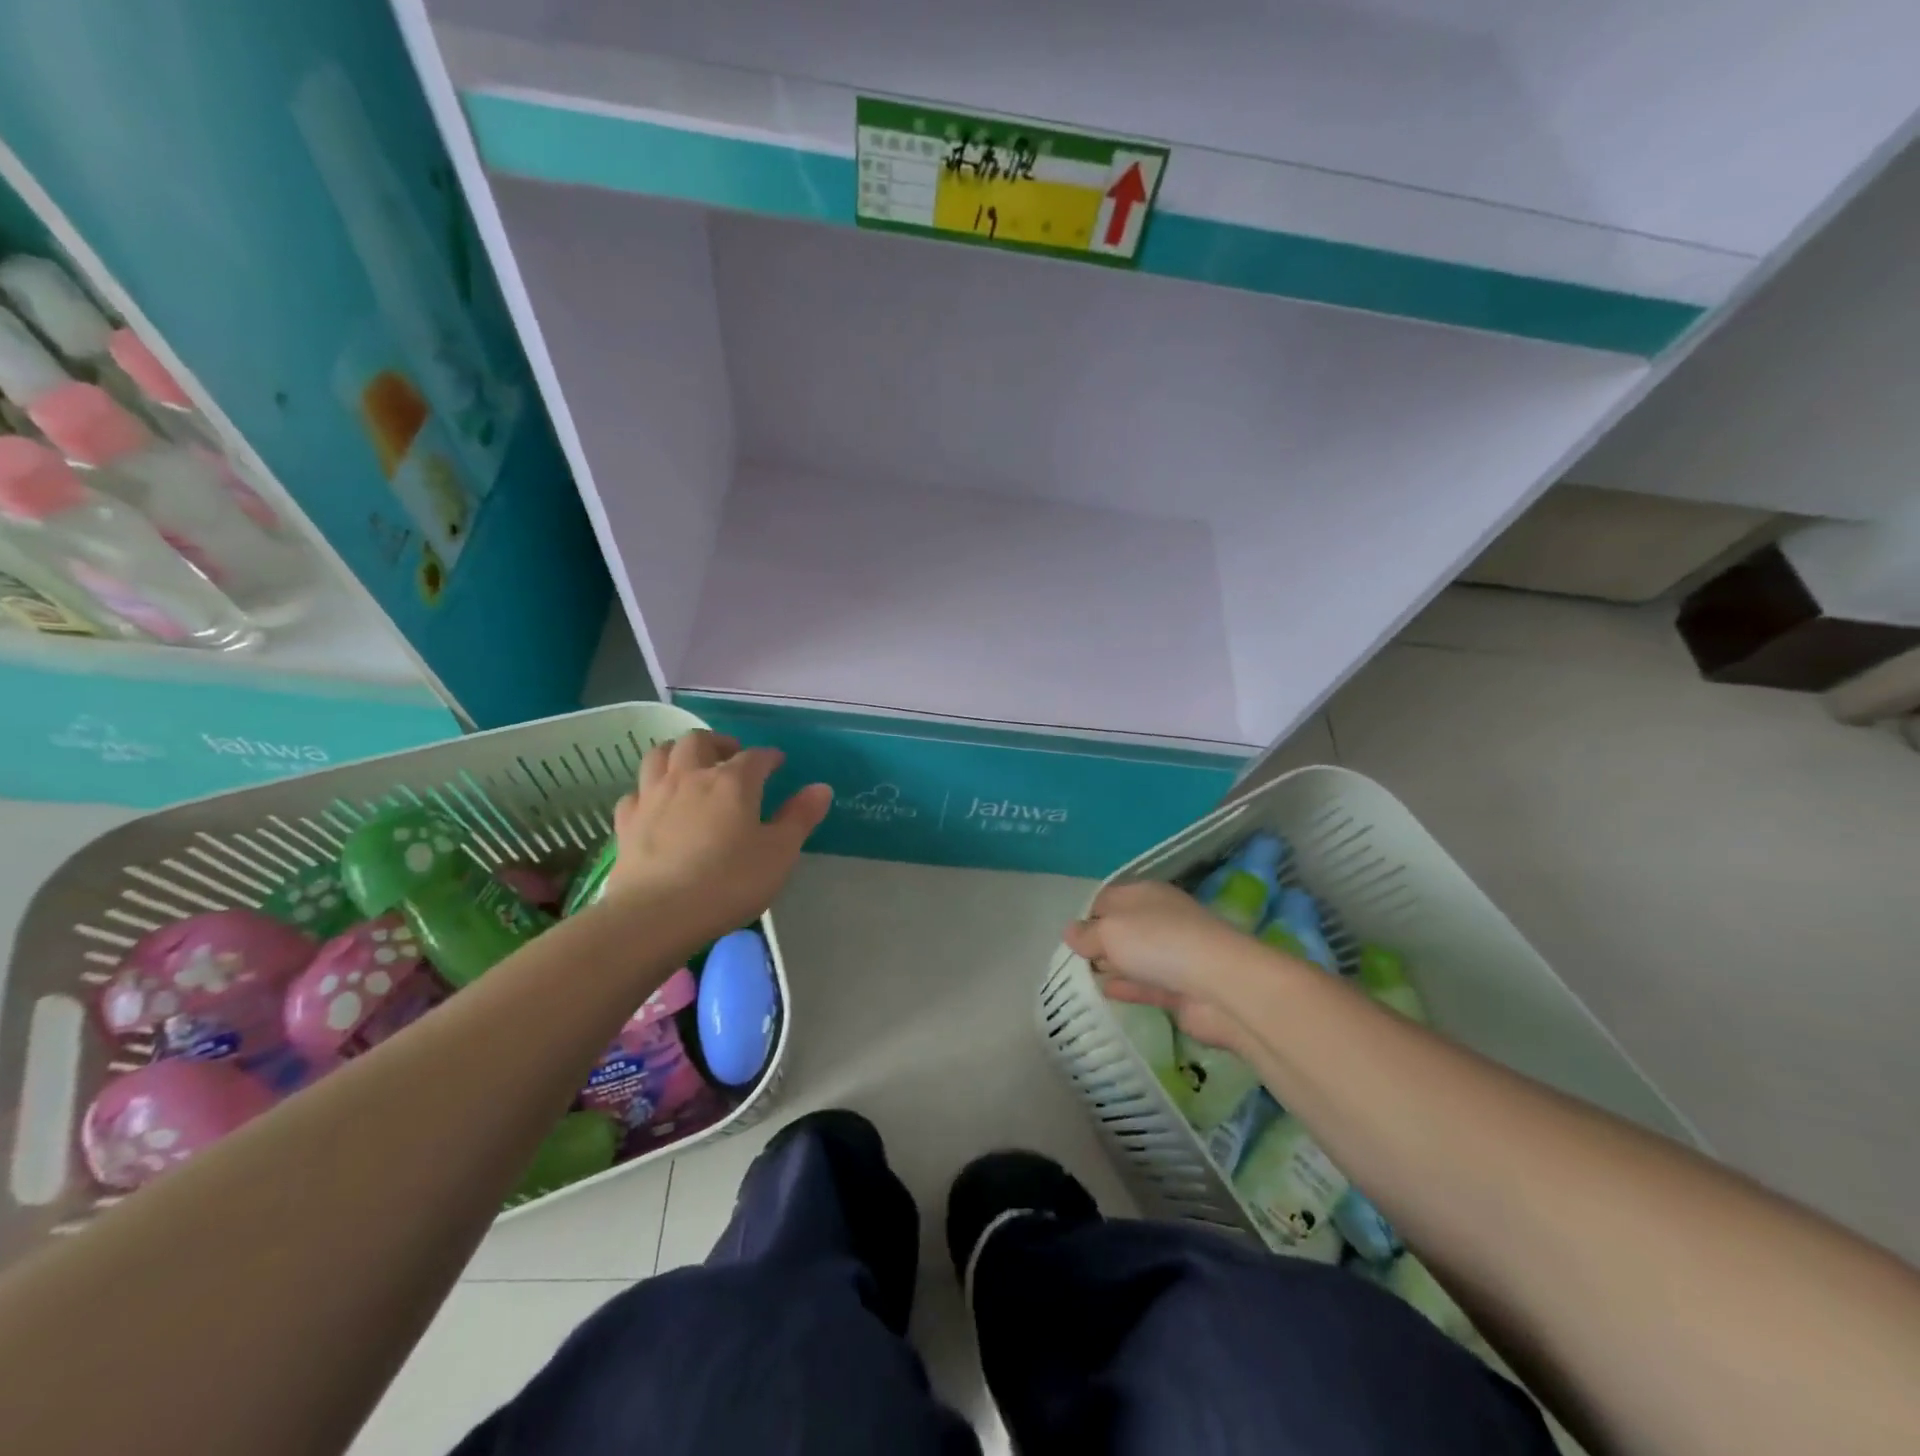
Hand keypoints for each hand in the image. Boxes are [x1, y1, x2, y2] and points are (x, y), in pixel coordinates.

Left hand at [604, 731, 831, 936]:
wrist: (657, 914)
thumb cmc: (729, 881)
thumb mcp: (779, 853)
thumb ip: (800, 817)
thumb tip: (821, 788)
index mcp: (733, 781)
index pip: (755, 756)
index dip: (769, 757)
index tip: (777, 763)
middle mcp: (690, 777)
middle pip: (699, 741)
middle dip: (718, 743)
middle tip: (731, 756)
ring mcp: (653, 796)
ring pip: (660, 755)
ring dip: (678, 753)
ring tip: (691, 766)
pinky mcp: (627, 821)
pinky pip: (636, 792)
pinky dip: (649, 789)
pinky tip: (656, 803)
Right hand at [1064, 881, 1253, 1048]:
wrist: (1220, 984)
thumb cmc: (1158, 942)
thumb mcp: (1111, 931)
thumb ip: (1087, 933)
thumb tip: (1070, 931)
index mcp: (1144, 894)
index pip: (1108, 898)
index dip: (1087, 914)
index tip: (1069, 937)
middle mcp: (1160, 919)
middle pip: (1122, 928)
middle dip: (1098, 942)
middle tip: (1071, 962)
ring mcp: (1173, 955)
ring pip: (1134, 958)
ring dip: (1112, 966)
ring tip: (1081, 980)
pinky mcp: (1181, 989)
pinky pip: (1146, 985)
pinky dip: (1127, 987)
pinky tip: (1106, 994)